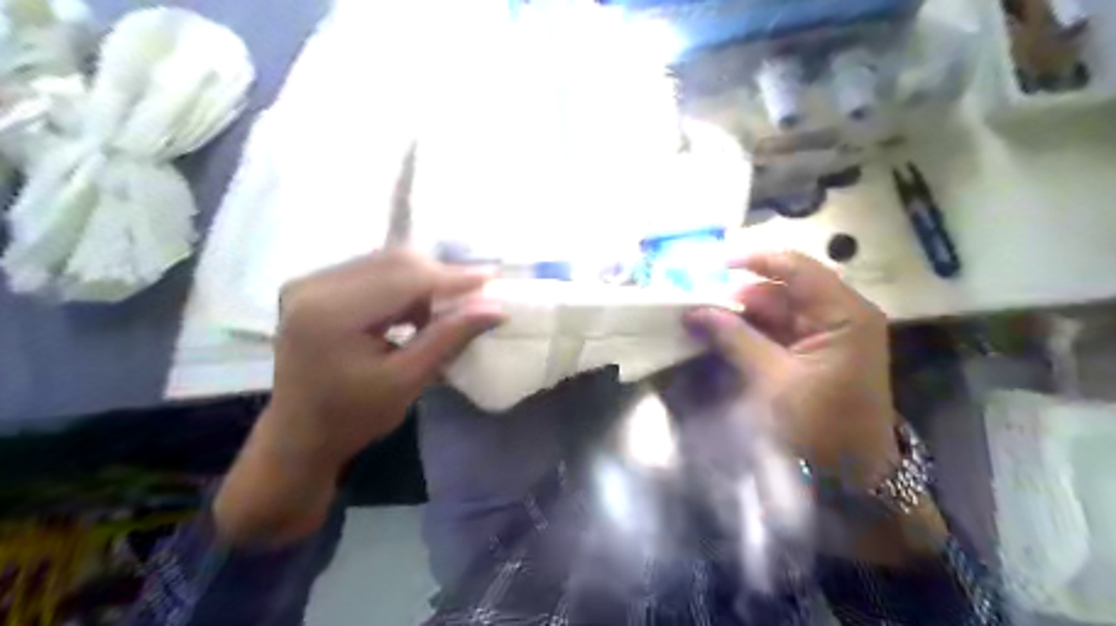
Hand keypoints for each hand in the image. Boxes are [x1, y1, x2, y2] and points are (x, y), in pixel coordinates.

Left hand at [213, 251, 500, 545]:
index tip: (493, 277)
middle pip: (394, 261)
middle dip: (440, 275)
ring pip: (386, 263)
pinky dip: (403, 286)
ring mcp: (310, 282)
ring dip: (423, 281)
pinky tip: (418, 310)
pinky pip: (372, 272)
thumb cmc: (353, 417)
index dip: (453, 276)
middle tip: (476, 292)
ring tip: (448, 307)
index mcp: (331, 313)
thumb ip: (449, 338)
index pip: (404, 277)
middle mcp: (313, 285)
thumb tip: (495, 308)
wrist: (299, 434)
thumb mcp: (407, 381)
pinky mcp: (315, 287)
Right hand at [689, 253, 894, 485]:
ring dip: (741, 314)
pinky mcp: (815, 350)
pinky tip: (722, 335)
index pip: (796, 267)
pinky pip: (778, 329)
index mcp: (843, 313)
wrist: (854, 472)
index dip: (753, 260)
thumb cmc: (822, 424)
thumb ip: (734, 338)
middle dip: (740, 294)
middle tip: (698, 302)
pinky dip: (751, 331)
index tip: (712, 265)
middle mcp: (839, 313)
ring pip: (777, 309)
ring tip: (703, 319)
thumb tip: (693, 311)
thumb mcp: (773, 379)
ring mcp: (827, 332)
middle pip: (783, 288)